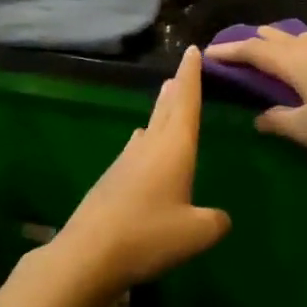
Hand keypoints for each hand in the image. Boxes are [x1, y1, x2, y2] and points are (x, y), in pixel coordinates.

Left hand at [47, 45, 230, 291]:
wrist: (87, 254)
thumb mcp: (196, 233)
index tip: (192, 51)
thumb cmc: (148, 235)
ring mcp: (125, 163)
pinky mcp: (110, 182)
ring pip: (149, 130)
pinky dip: (145, 143)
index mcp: (174, 148)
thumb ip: (214, 222)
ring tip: (167, 103)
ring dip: (160, 114)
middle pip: (165, 110)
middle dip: (176, 90)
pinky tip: (142, 150)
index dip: (191, 76)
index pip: (186, 103)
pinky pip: (135, 151)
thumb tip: (219, 218)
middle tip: (180, 72)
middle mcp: (149, 147)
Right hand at [204, 28, 306, 160]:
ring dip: (297, 46)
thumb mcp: (305, 130)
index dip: (231, 51)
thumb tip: (259, 118)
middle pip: (282, 37)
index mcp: (296, 62)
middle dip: (261, 41)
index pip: (254, 50)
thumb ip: (278, 121)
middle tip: (248, 47)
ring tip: (292, 55)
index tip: (212, 52)